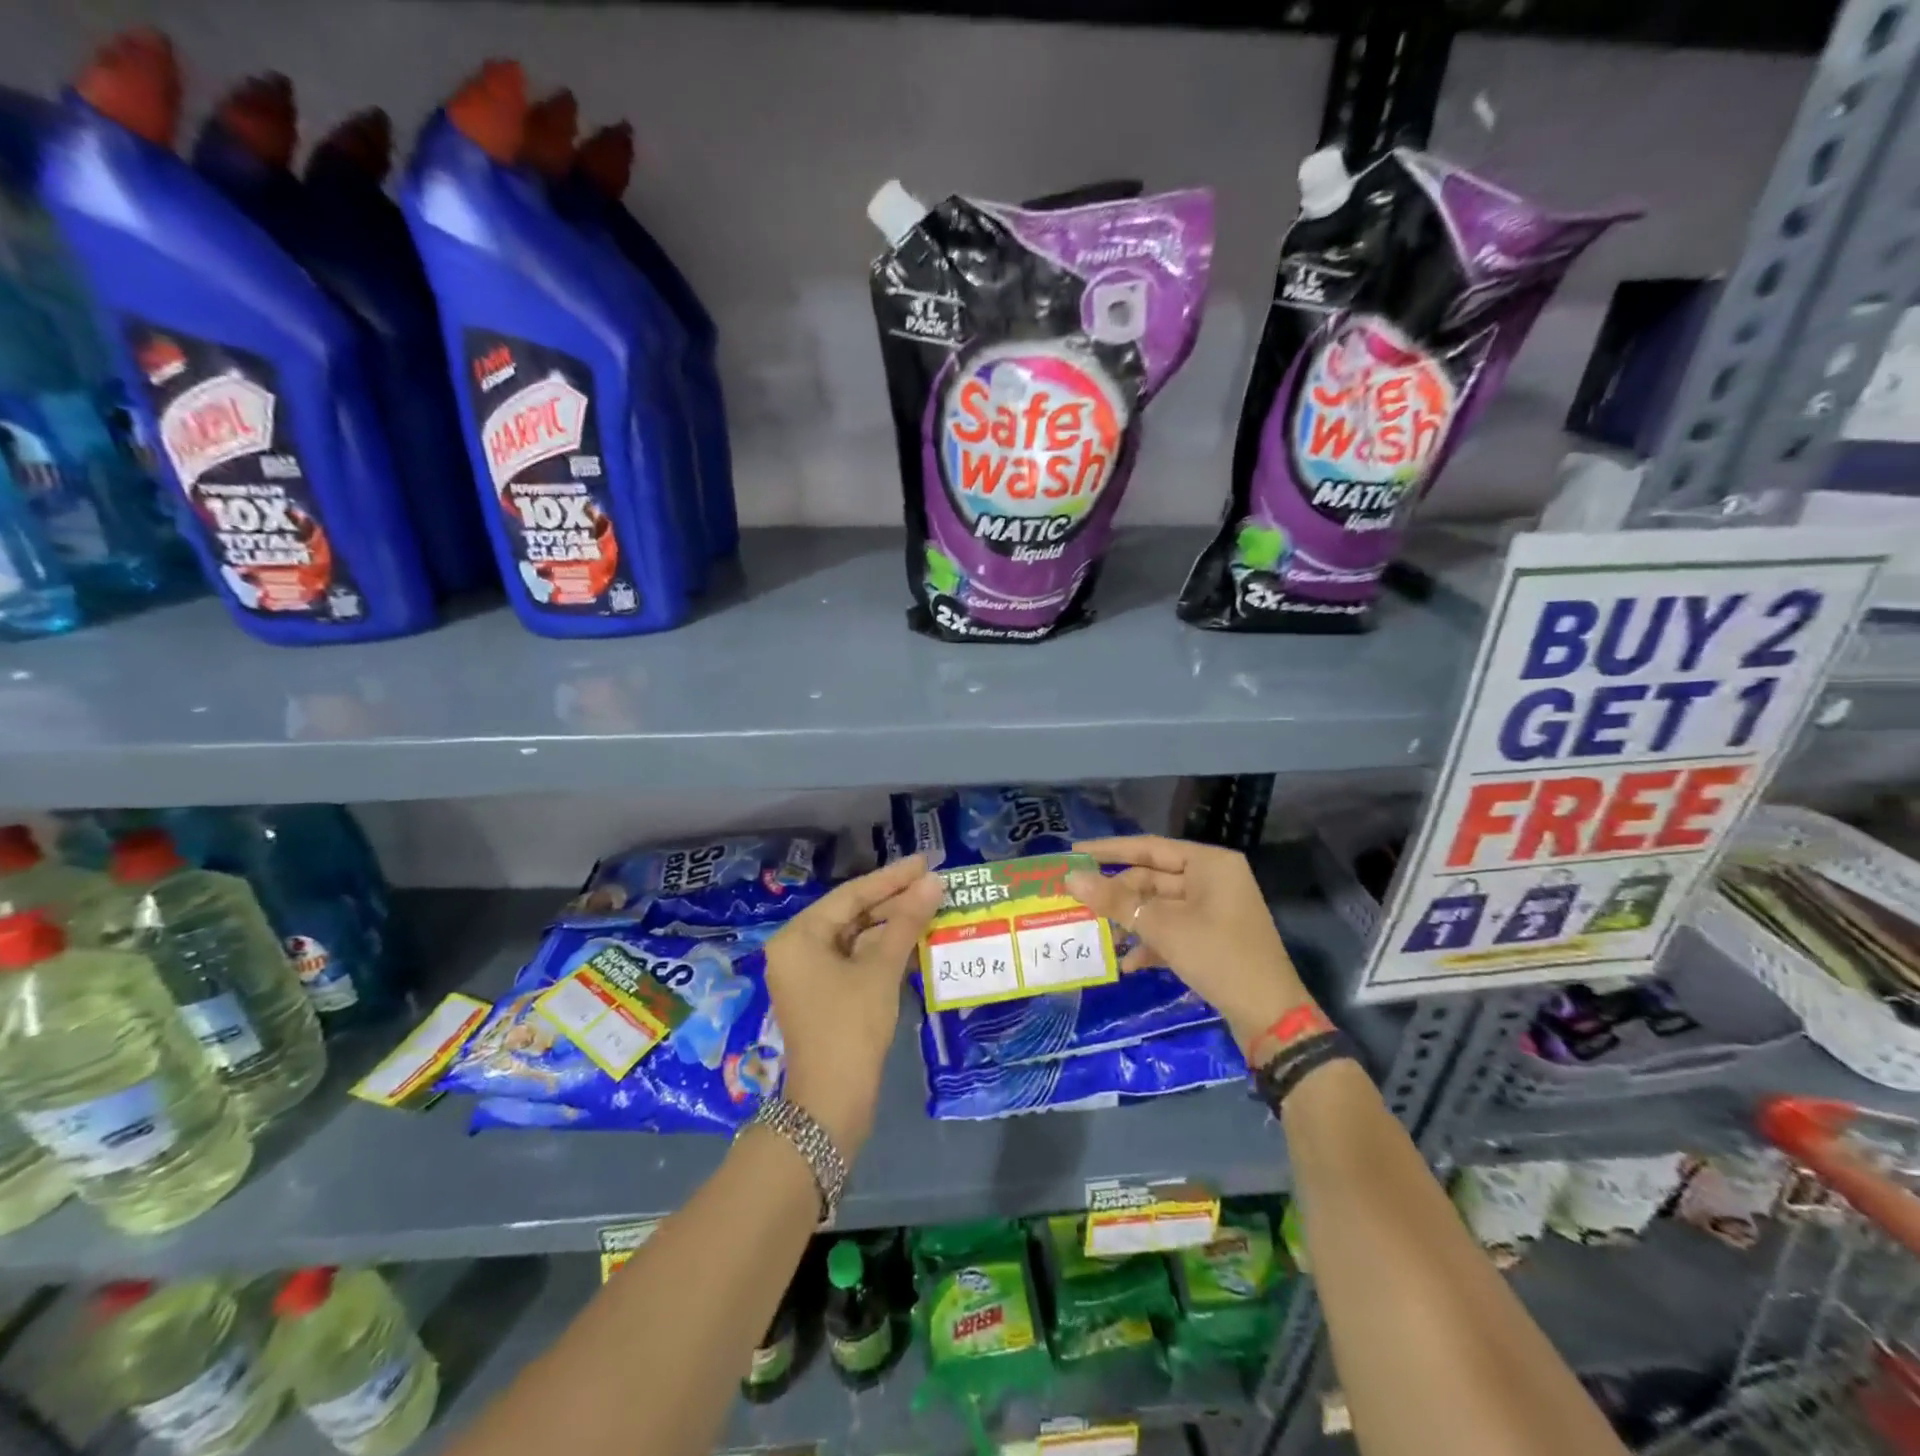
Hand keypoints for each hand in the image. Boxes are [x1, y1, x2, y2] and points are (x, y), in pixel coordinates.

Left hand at [764, 854, 942, 1155]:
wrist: (831, 1103)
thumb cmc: (851, 1027)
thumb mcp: (881, 970)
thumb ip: (906, 921)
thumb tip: (933, 882)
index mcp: (798, 936)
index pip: (851, 895)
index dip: (892, 877)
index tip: (926, 861)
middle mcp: (796, 948)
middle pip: (852, 914)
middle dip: (893, 900)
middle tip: (933, 883)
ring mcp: (808, 973)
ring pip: (855, 937)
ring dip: (891, 925)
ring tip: (930, 906)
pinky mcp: (823, 993)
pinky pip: (854, 959)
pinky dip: (882, 949)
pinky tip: (914, 939)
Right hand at [1066, 836, 1317, 1054]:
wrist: (1270, 1017)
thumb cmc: (1218, 956)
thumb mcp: (1163, 927)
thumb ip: (1116, 900)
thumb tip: (1071, 877)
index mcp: (1209, 864)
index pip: (1149, 847)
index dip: (1109, 850)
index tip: (1073, 851)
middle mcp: (1213, 880)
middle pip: (1152, 878)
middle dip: (1118, 896)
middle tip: (1078, 903)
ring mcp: (1214, 910)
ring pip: (1159, 907)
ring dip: (1131, 922)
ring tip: (1099, 937)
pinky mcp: (1212, 938)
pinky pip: (1172, 930)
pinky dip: (1151, 943)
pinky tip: (1129, 965)